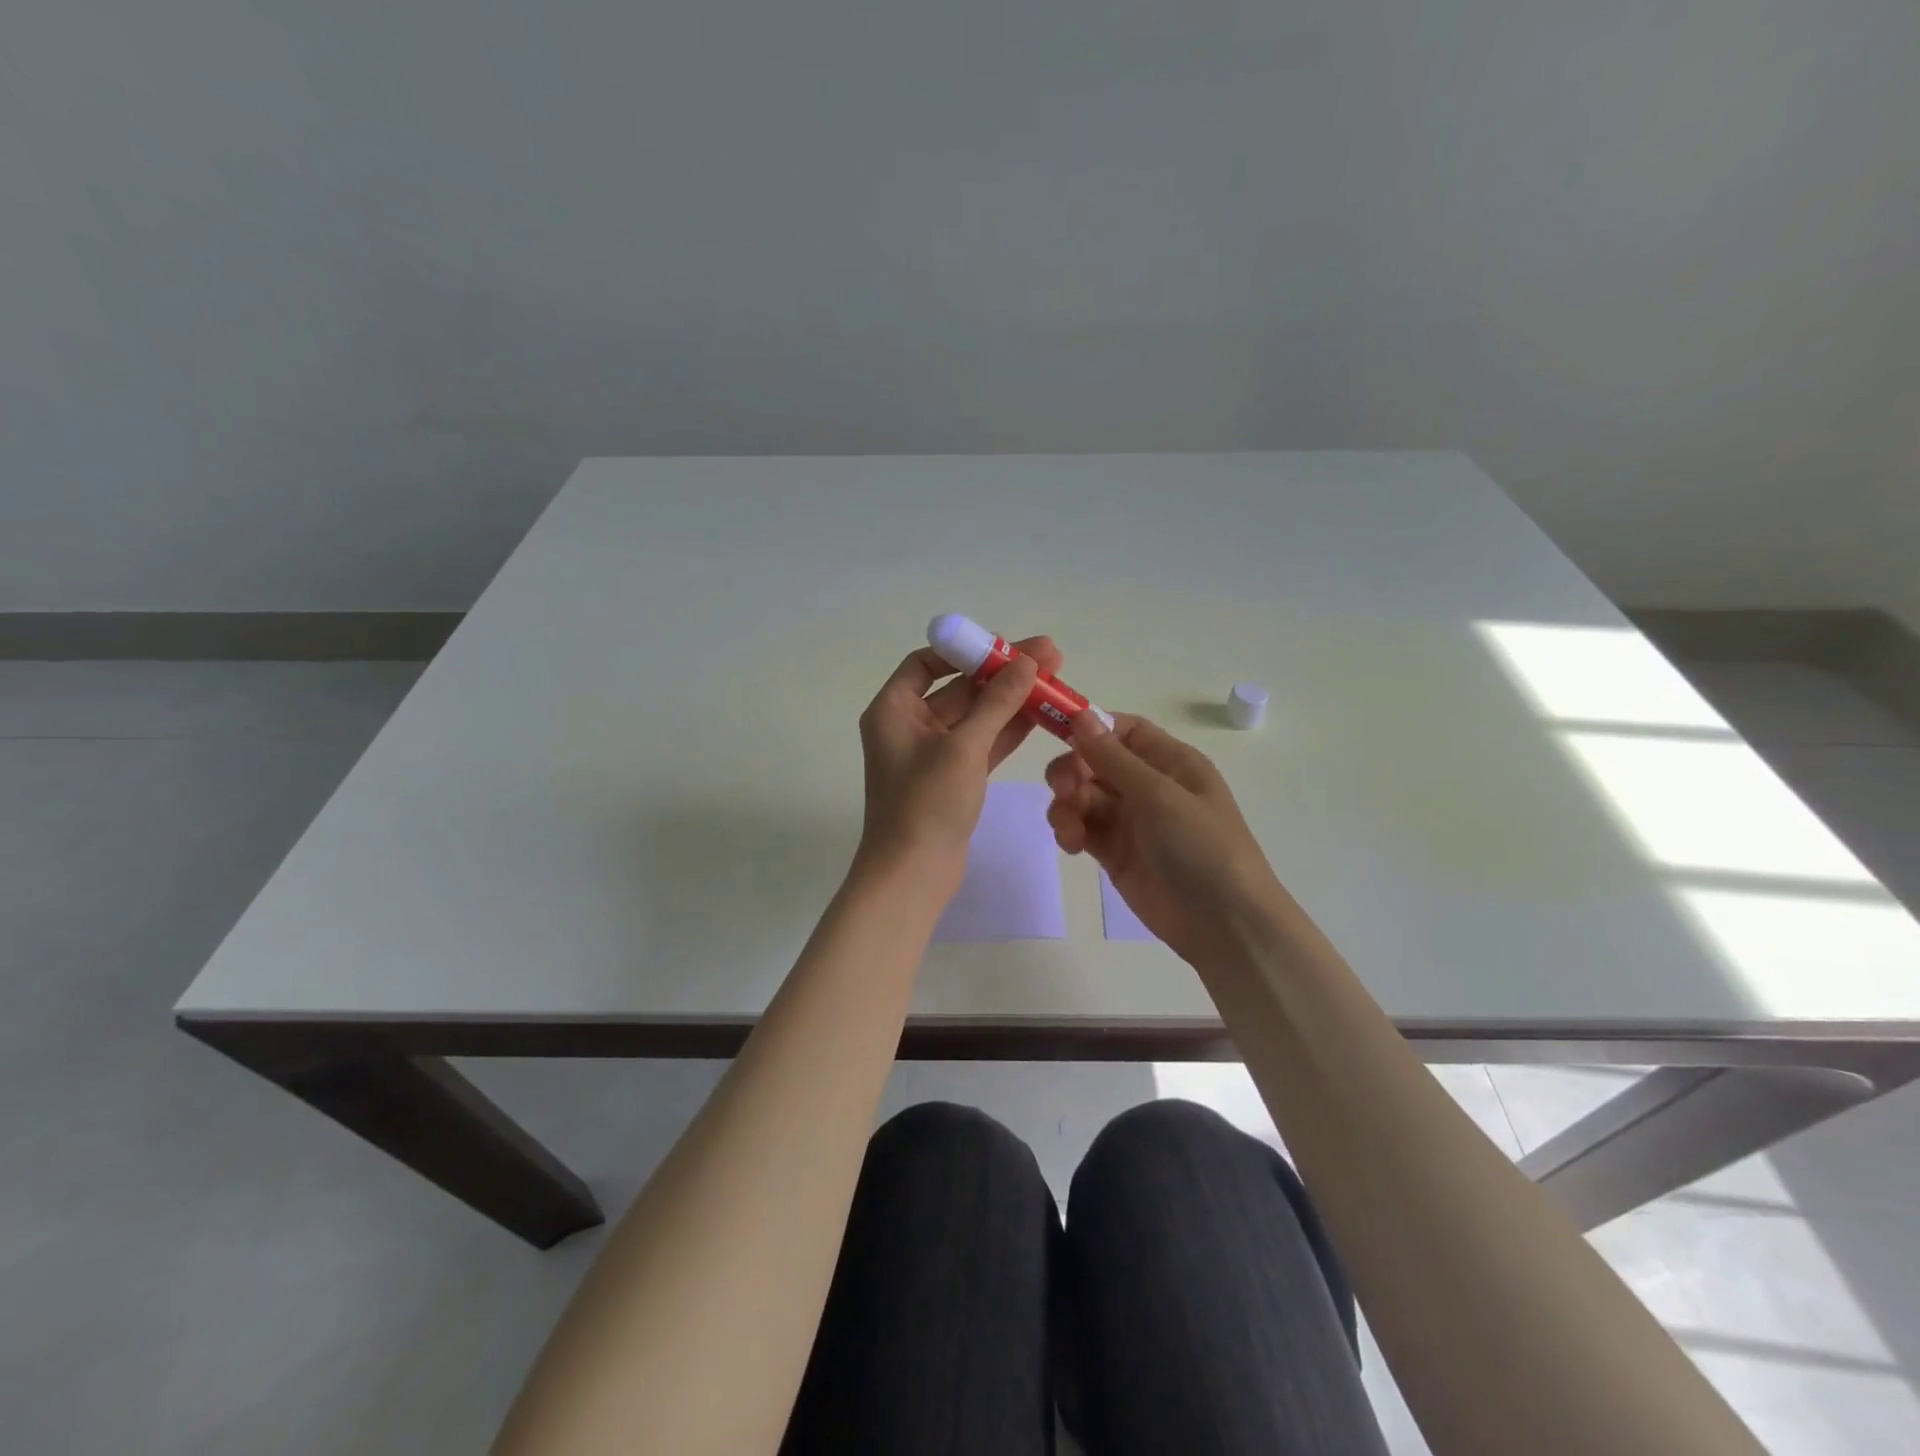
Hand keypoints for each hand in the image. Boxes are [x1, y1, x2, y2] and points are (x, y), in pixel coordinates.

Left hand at [857, 635, 1062, 890]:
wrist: (913, 875)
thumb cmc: (926, 803)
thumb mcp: (963, 747)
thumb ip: (997, 702)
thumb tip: (1027, 661)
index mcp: (893, 710)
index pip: (925, 663)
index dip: (963, 651)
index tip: (1003, 647)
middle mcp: (909, 726)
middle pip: (958, 687)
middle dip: (1002, 673)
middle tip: (1049, 655)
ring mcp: (933, 754)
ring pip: (976, 716)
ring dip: (1012, 700)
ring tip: (1055, 678)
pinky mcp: (953, 778)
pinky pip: (983, 743)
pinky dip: (1008, 730)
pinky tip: (1042, 714)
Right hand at [1046, 712, 1282, 965]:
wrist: (1223, 924)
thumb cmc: (1201, 847)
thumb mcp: (1159, 795)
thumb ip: (1114, 757)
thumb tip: (1081, 714)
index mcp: (1170, 762)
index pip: (1122, 730)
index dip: (1090, 728)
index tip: (1058, 734)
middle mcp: (1148, 785)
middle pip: (1094, 761)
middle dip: (1072, 771)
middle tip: (1064, 791)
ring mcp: (1130, 820)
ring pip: (1082, 795)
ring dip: (1066, 805)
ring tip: (1070, 830)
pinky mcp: (1114, 852)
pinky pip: (1082, 827)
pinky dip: (1070, 830)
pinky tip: (1072, 845)